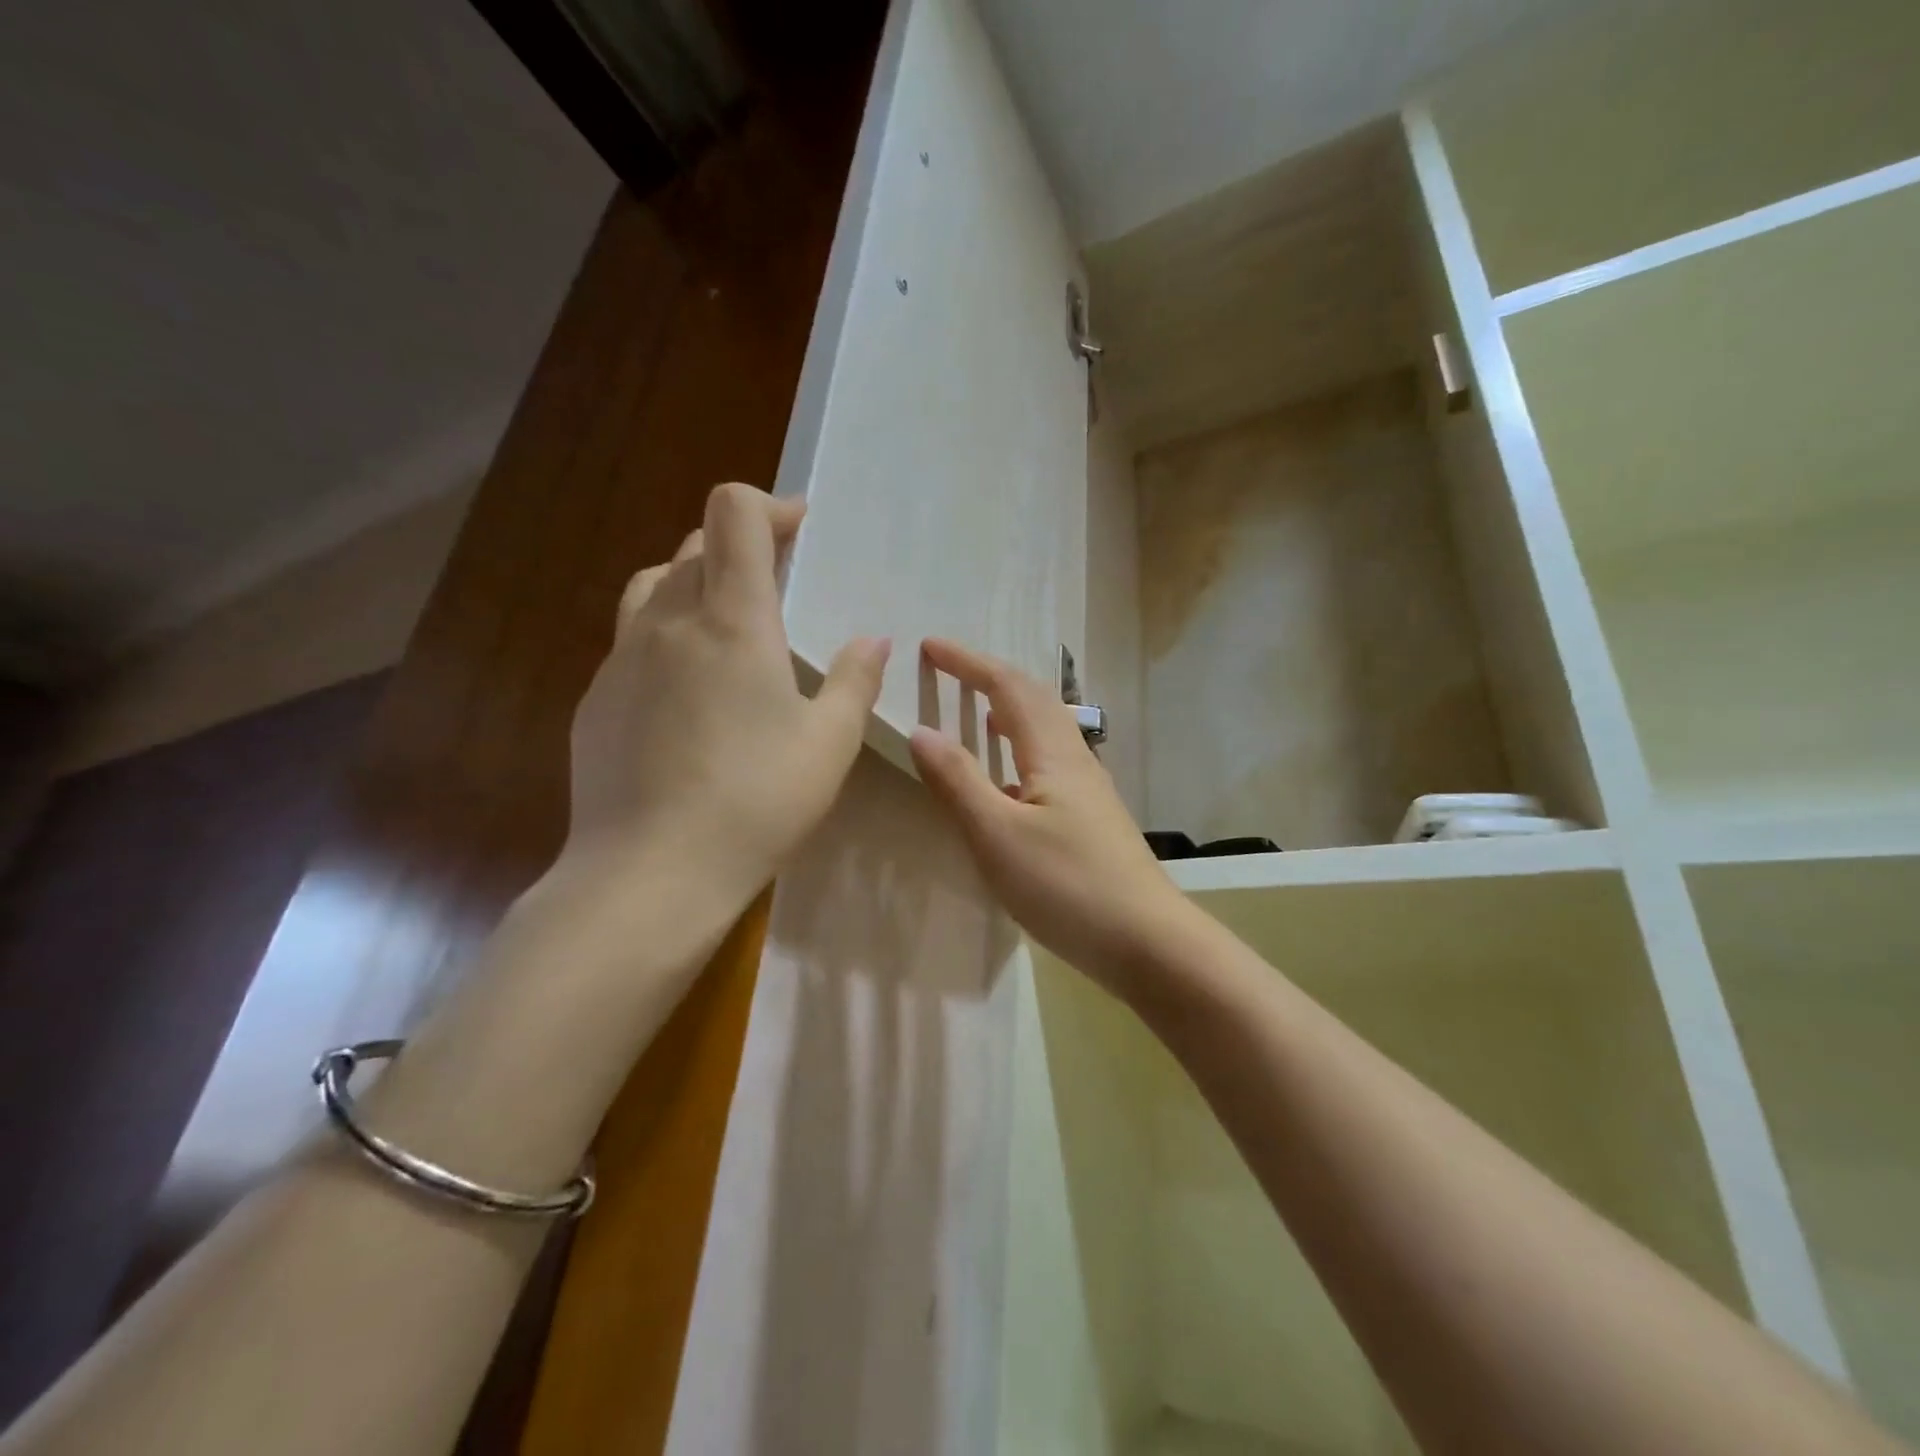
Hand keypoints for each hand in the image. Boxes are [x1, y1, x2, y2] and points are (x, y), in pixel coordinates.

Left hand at [565, 482, 889, 902]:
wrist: (650, 871)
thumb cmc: (756, 801)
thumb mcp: (830, 744)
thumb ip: (854, 681)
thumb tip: (872, 641)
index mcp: (732, 620)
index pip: (734, 514)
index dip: (771, 505)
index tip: (802, 530)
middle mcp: (668, 621)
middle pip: (696, 545)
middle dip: (742, 547)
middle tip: (780, 584)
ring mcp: (621, 659)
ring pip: (655, 586)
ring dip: (696, 583)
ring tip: (728, 624)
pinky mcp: (595, 698)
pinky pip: (632, 640)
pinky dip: (667, 636)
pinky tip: (687, 691)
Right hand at [908, 639, 1191, 993]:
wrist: (1148, 943)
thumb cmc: (1067, 886)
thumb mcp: (998, 835)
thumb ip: (958, 781)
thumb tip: (922, 730)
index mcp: (1052, 753)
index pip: (1007, 687)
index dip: (967, 663)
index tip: (930, 646)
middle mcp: (1076, 760)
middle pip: (1034, 699)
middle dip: (991, 677)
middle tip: (952, 670)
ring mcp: (1089, 790)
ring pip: (1047, 730)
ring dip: (1011, 708)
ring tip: (980, 712)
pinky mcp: (1092, 819)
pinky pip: (1051, 761)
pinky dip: (1021, 748)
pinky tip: (1009, 780)